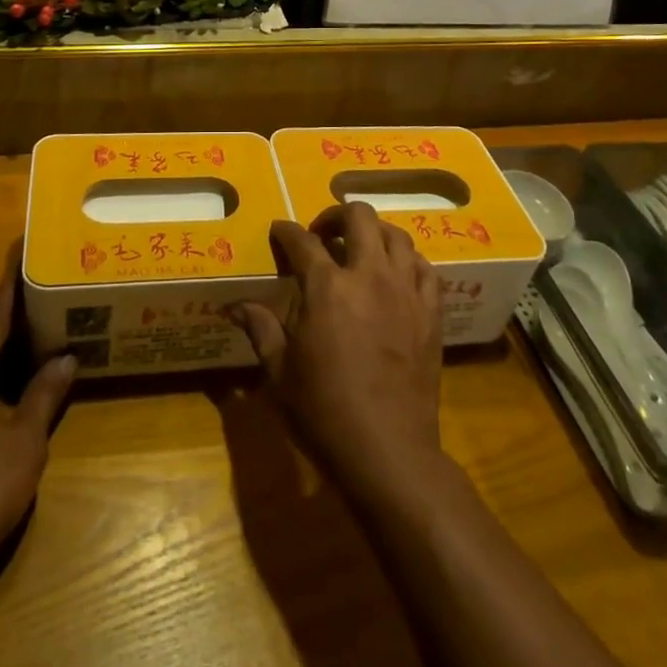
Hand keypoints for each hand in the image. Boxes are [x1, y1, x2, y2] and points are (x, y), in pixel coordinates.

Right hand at [228, 203, 444, 503]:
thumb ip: (261, 329)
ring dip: (374, 233)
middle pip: (358, 217)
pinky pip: (424, 268)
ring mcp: (405, 291)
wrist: (388, 452)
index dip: (286, 231)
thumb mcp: (281, 373)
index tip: (278, 231)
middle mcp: (369, 276)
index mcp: (327, 287)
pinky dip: (408, 260)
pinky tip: (396, 273)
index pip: (302, 241)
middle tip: (322, 234)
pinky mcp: (430, 312)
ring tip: (360, 248)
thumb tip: (235, 306)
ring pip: (396, 235)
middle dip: (335, 214)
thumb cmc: (324, 412)